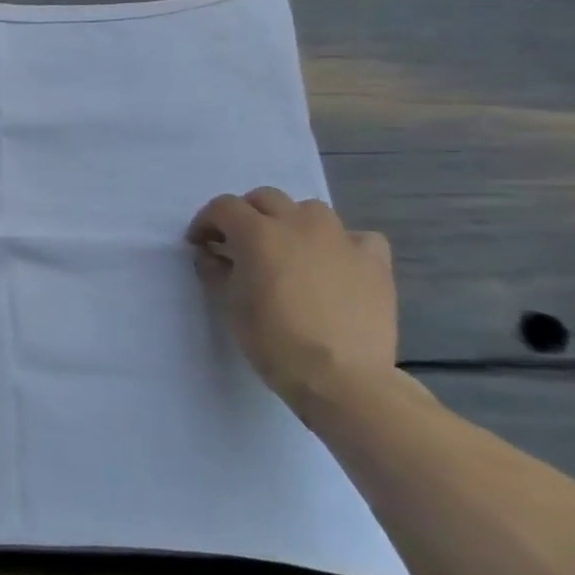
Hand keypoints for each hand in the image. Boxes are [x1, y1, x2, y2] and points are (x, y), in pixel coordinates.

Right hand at [186, 188, 396, 408]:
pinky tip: (335, 265)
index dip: (206, 222)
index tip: (200, 244)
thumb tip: (210, 255)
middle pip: (265, 198)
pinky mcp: (374, 261)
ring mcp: (341, 239)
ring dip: (291, 222)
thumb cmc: (271, 339)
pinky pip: (356, 237)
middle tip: (238, 244)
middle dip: (246, 215)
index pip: (223, 207)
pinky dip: (341, 244)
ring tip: (287, 250)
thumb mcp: (228, 304)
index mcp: (257, 233)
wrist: (340, 376)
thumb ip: (215, 270)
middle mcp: (299, 224)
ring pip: (310, 210)